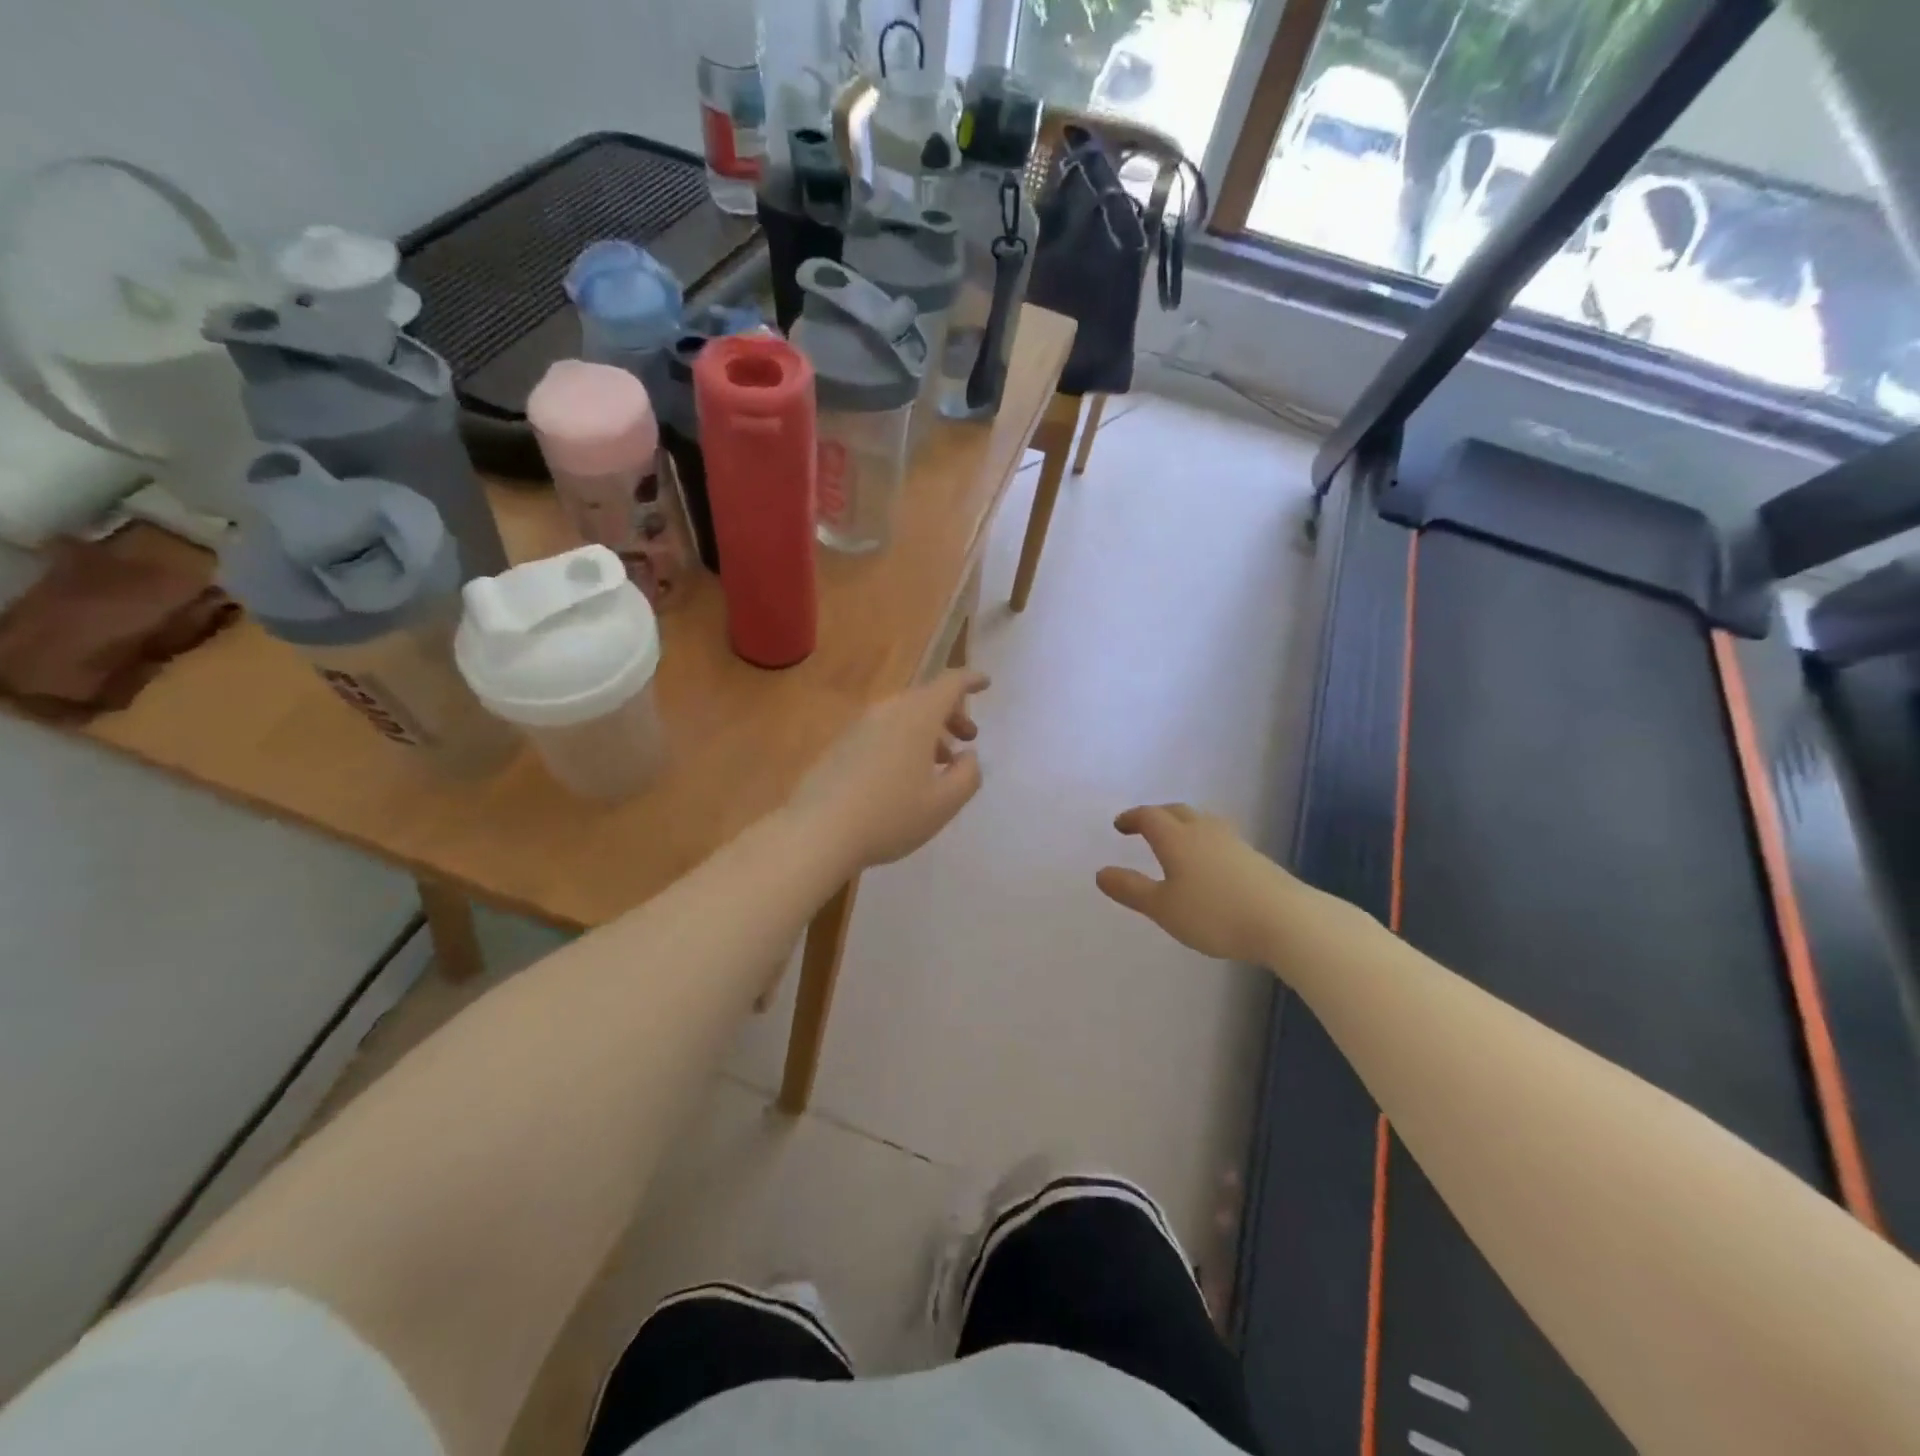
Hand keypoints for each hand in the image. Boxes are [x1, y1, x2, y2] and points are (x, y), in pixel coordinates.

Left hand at [790, 670, 988, 871]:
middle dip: (951, 714)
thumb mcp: (944, 804)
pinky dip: (902, 742)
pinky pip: (881, 732)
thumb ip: (968, 775)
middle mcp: (887, 711)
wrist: (818, 831)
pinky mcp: (840, 746)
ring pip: (902, 716)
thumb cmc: (890, 816)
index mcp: (916, 717)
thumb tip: (968, 757)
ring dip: (926, 731)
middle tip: (967, 738)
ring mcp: (859, 727)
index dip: (970, 680)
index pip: (949, 684)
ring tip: (938, 764)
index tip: (985, 683)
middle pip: (925, 699)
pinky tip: (902, 776)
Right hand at [1097, 804, 1304, 965]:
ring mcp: (1233, 842)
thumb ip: (1131, 889)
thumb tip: (1101, 872)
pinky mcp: (1254, 858)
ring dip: (1184, 825)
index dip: (1132, 818)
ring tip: (1176, 840)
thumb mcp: (1163, 908)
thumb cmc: (1215, 913)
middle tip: (1144, 826)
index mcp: (1176, 838)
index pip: (1149, 816)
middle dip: (1157, 815)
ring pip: (1202, 822)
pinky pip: (1220, 838)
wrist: (1285, 920)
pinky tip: (1209, 862)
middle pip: (1177, 811)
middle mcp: (1204, 831)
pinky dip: (1204, 841)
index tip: (1120, 825)